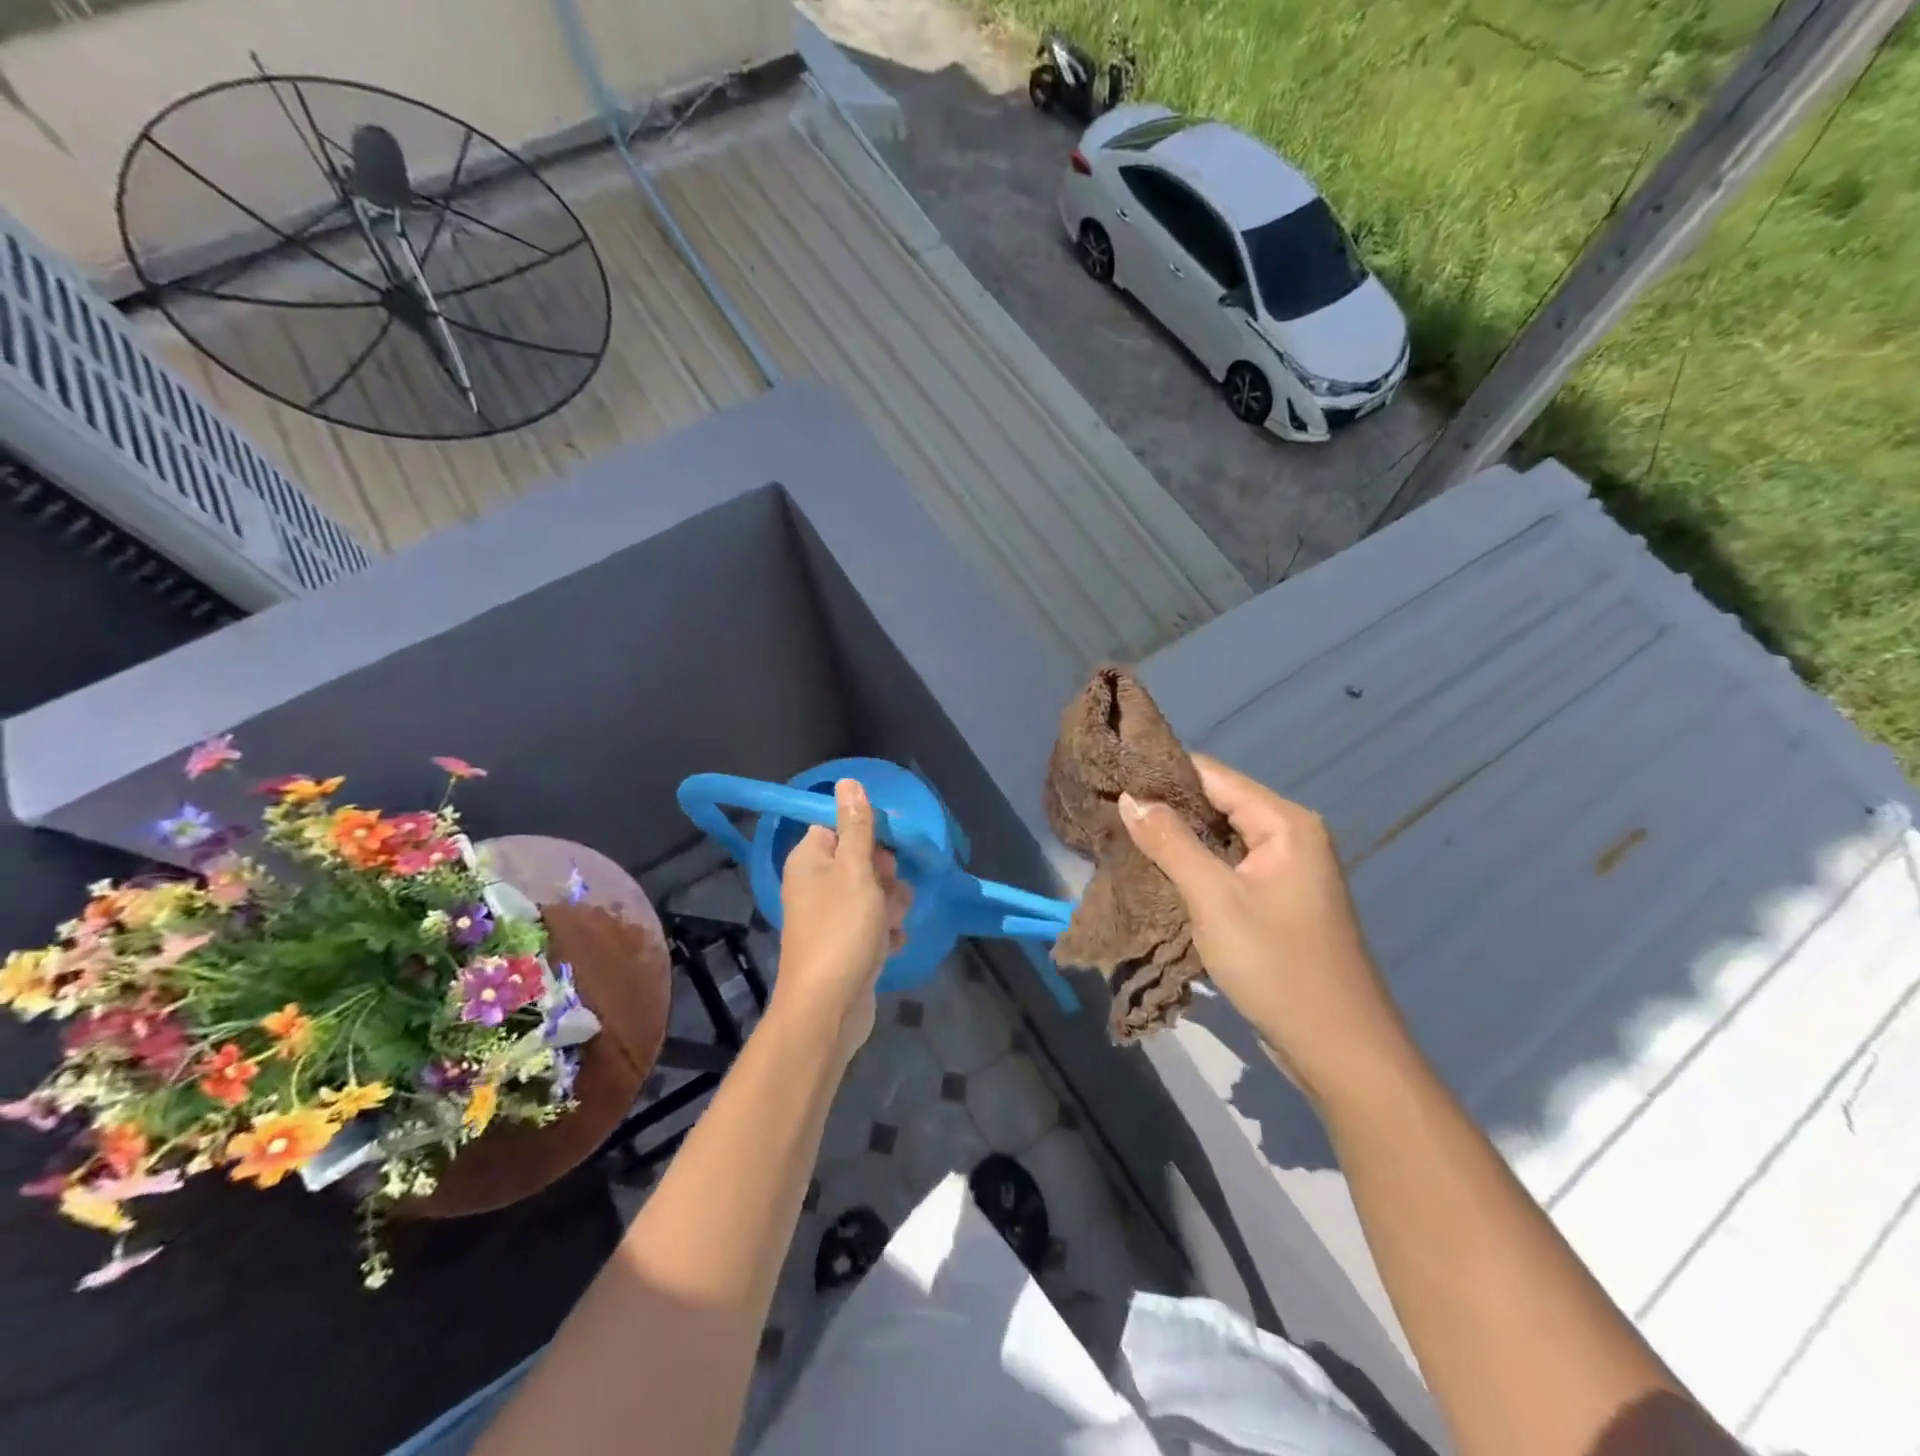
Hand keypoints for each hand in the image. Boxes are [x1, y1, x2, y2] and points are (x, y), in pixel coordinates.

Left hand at [775, 780, 912, 1065]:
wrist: (829, 1007)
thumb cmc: (842, 930)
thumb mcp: (856, 870)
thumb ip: (857, 826)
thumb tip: (847, 781)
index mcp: (809, 861)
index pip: (837, 828)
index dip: (865, 835)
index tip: (887, 847)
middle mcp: (814, 885)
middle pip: (859, 861)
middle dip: (884, 875)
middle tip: (888, 890)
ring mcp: (829, 919)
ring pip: (871, 894)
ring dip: (890, 904)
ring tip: (891, 922)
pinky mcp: (844, 947)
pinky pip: (872, 926)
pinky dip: (885, 932)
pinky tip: (892, 943)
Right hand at [1118, 755, 1410, 1107]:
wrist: (1338, 1049)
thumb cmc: (1277, 965)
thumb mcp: (1215, 899)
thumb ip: (1170, 843)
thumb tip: (1130, 797)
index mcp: (1285, 822)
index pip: (1213, 775)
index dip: (1162, 774)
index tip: (1113, 777)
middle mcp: (1289, 835)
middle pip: (1217, 803)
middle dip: (1166, 807)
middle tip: (1109, 810)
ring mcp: (1285, 869)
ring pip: (1219, 837)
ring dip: (1176, 838)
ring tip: (1122, 835)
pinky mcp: (1276, 899)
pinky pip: (1227, 866)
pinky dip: (1193, 865)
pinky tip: (1156, 871)